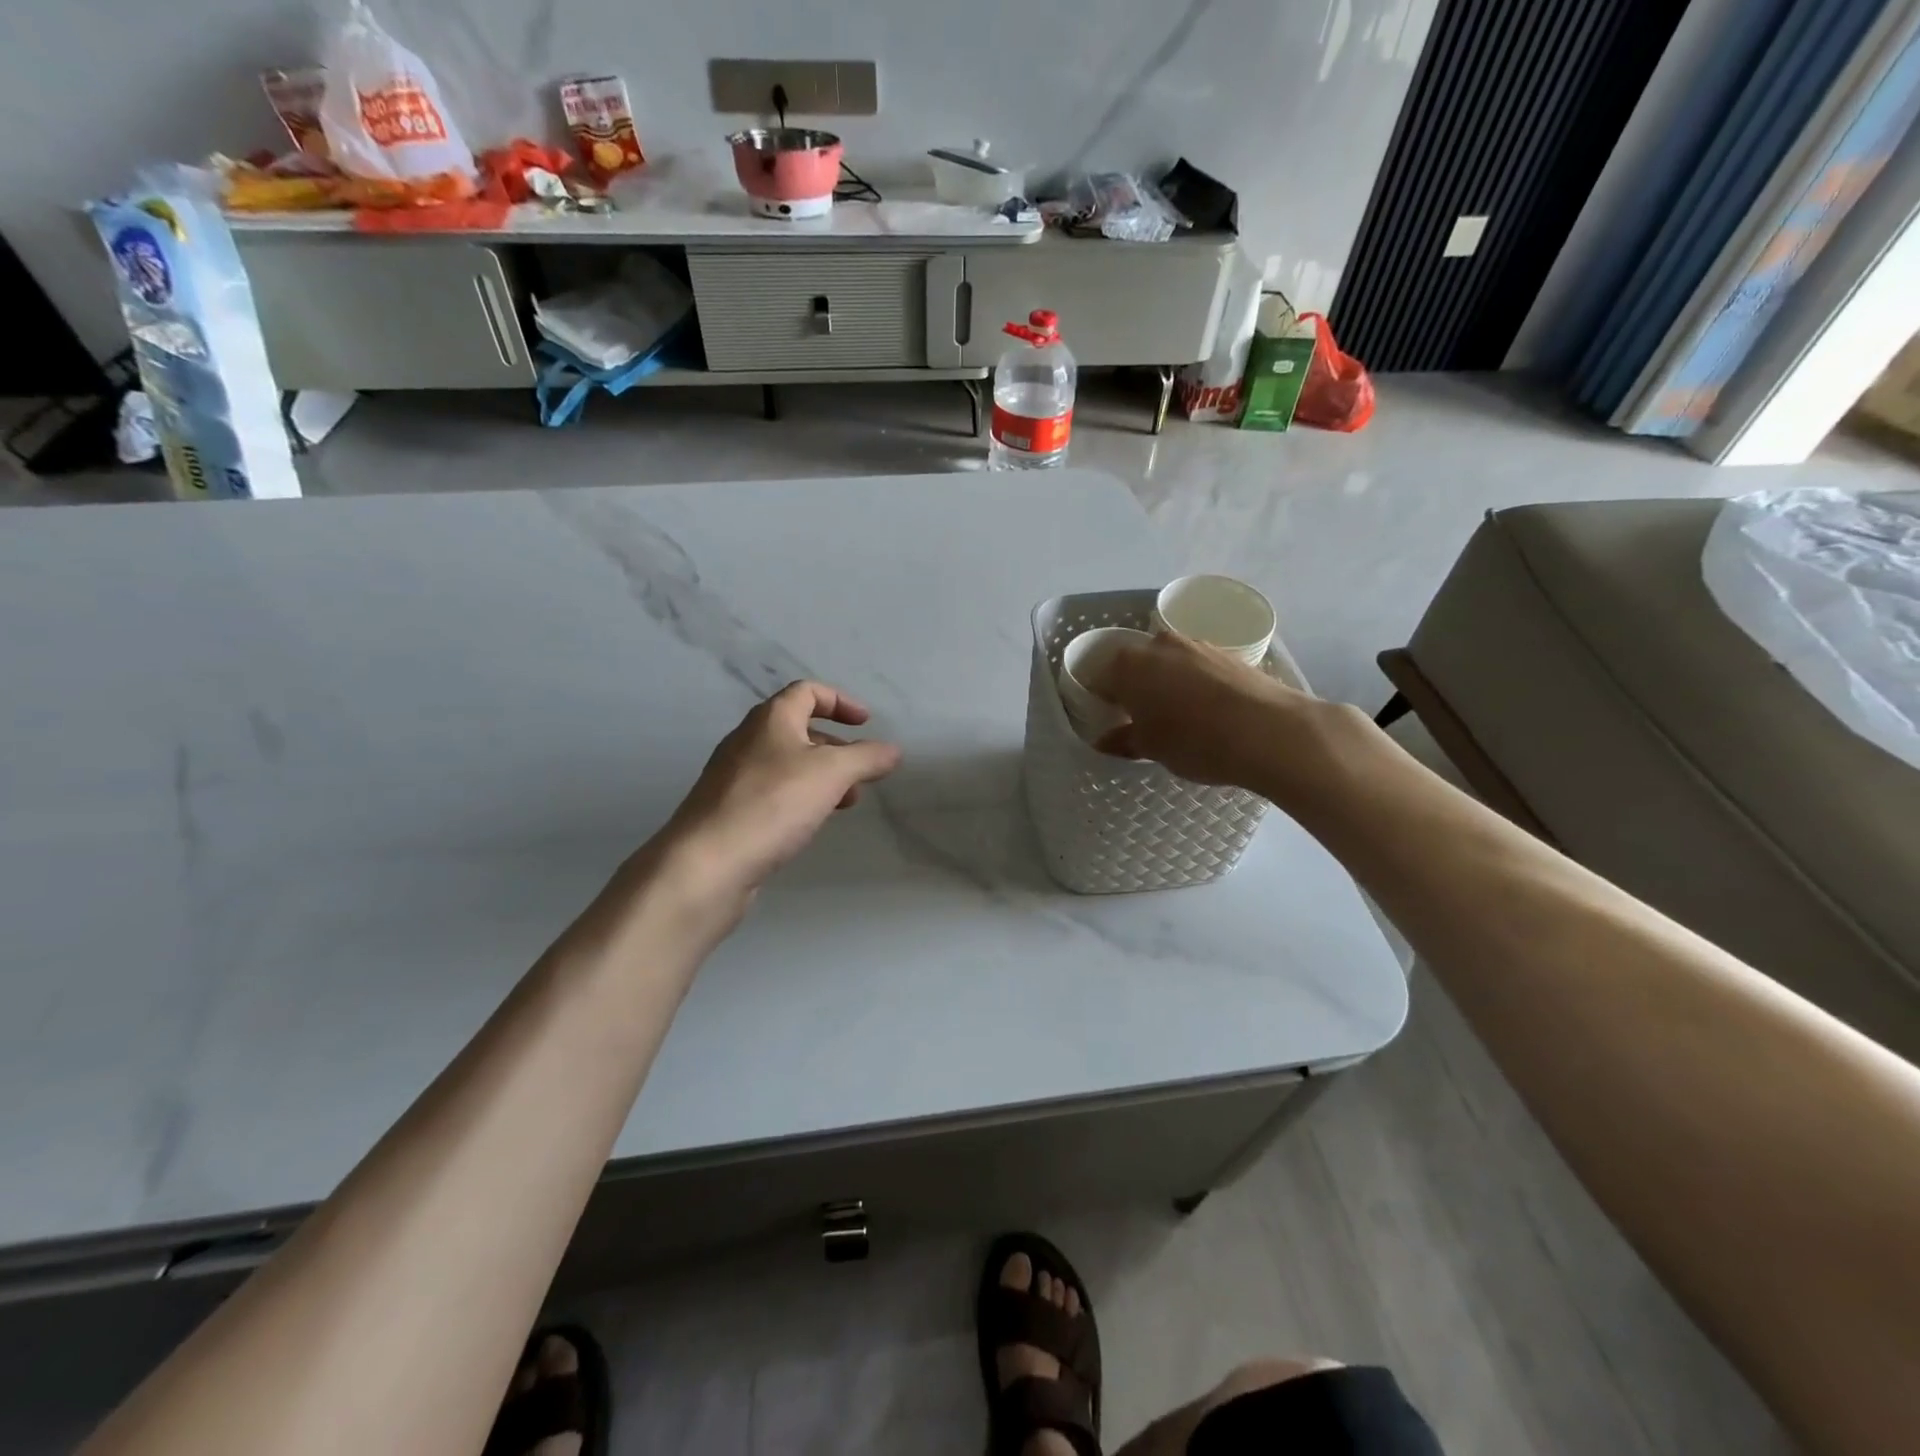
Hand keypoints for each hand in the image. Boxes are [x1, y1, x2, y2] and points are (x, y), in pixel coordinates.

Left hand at [659, 680, 902, 898]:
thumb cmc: (773, 804)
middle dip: (836, 746)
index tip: (866, 723)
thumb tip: (892, 750)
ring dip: (821, 775)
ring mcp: (734, 776)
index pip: (807, 692)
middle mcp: (748, 740)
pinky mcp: (728, 810)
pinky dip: (800, 797)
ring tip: (845, 802)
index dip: (840, 701)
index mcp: (770, 719)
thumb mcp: (832, 774)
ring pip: (787, 764)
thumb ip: (866, 758)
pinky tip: (810, 822)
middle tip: (860, 771)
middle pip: (797, 728)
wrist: (707, 863)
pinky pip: (773, 792)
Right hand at [1084, 630, 1302, 787]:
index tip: (1111, 723)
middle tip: (1141, 721)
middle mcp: (1157, 645)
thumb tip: (1105, 740)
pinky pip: (1197, 668)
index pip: (1100, 680)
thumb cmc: (1194, 741)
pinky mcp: (1227, 652)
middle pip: (1135, 666)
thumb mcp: (1151, 748)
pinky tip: (1206, 711)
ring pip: (1168, 664)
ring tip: (1178, 717)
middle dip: (1135, 689)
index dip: (1103, 703)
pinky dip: (1194, 684)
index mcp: (1128, 665)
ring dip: (1166, 684)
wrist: (1268, 731)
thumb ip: (1123, 740)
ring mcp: (1195, 644)